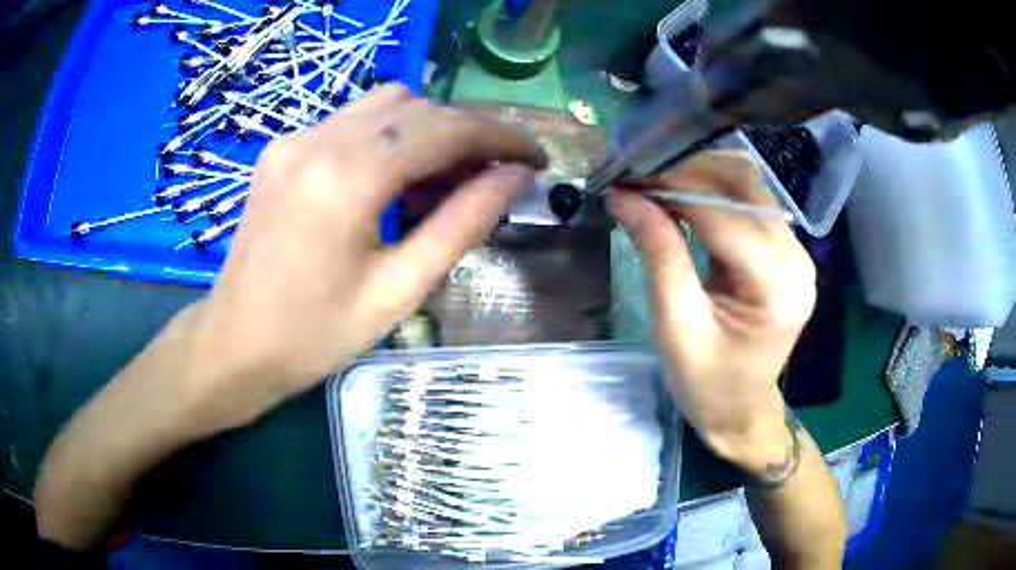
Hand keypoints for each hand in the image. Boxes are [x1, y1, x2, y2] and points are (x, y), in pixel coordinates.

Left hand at [185, 85, 545, 431]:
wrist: (234, 344)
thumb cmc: (315, 335)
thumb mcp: (399, 291)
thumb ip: (462, 224)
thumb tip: (514, 177)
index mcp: (346, 178)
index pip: (444, 128)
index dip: (501, 135)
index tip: (535, 156)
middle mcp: (317, 140)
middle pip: (416, 105)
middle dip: (465, 133)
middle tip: (490, 178)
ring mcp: (293, 139)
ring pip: (384, 104)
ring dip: (427, 130)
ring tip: (441, 182)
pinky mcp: (281, 149)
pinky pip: (350, 121)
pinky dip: (388, 137)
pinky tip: (391, 181)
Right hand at [608, 151, 815, 475]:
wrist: (742, 410)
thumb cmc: (707, 384)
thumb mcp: (675, 326)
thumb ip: (658, 255)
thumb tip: (624, 196)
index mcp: (774, 283)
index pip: (720, 211)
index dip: (670, 185)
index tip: (624, 175)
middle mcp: (795, 257)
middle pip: (742, 185)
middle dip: (685, 171)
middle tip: (636, 176)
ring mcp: (796, 251)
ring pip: (747, 186)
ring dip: (699, 175)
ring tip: (654, 183)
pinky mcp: (787, 251)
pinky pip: (750, 204)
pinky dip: (713, 193)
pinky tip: (682, 198)